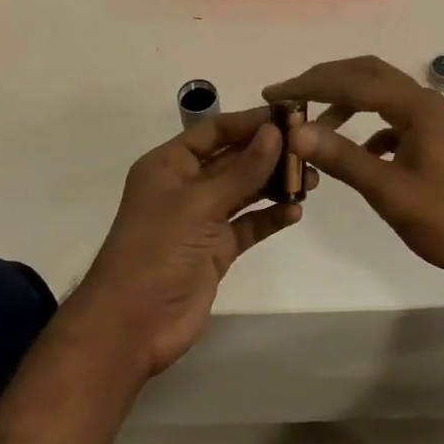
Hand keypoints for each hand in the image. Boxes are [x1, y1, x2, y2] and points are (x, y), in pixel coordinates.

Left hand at [73, 108, 309, 377]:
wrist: (132, 325)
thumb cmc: (157, 250)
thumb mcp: (199, 204)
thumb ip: (242, 170)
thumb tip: (276, 132)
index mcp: (169, 165)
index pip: (214, 131)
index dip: (249, 122)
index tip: (290, 117)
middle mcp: (186, 186)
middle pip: (233, 159)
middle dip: (269, 153)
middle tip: (309, 149)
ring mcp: (202, 219)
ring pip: (245, 191)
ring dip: (274, 184)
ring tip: (311, 180)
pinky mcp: (216, 249)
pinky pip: (248, 225)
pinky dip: (270, 217)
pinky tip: (295, 211)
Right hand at [263, 56, 443, 290]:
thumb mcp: (390, 192)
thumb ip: (343, 158)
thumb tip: (295, 131)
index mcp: (417, 106)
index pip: (353, 81)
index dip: (310, 85)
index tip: (273, 93)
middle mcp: (426, 102)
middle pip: (368, 75)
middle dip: (325, 81)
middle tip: (288, 97)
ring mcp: (434, 120)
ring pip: (381, 95)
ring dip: (345, 102)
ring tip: (312, 124)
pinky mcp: (436, 140)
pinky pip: (393, 119)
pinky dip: (366, 126)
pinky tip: (354, 152)